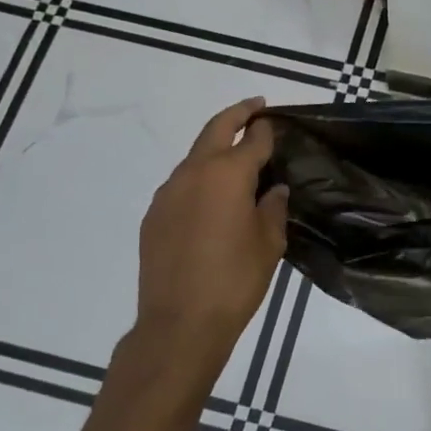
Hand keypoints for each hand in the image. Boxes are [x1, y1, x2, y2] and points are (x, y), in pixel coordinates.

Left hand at [134, 97, 287, 371]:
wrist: (179, 323)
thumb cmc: (235, 281)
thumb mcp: (269, 243)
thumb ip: (273, 208)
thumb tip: (273, 190)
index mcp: (228, 174)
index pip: (253, 138)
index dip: (267, 129)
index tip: (277, 123)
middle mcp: (194, 172)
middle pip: (217, 128)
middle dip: (238, 114)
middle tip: (256, 107)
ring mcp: (168, 192)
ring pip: (195, 155)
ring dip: (215, 147)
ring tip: (236, 158)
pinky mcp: (154, 214)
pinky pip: (181, 183)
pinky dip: (199, 177)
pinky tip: (211, 198)